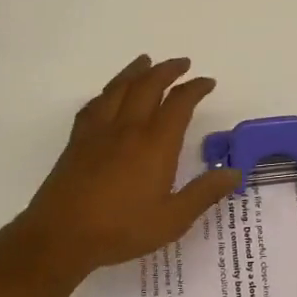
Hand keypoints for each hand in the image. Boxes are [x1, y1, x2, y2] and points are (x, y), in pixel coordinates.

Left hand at [19, 55, 240, 280]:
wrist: (61, 235)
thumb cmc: (121, 229)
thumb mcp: (172, 219)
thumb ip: (204, 193)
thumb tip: (234, 172)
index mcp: (155, 144)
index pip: (179, 104)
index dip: (195, 88)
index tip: (207, 82)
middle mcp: (128, 128)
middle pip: (148, 86)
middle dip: (167, 70)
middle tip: (182, 63)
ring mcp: (99, 131)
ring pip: (118, 88)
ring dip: (136, 71)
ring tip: (146, 60)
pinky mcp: (77, 141)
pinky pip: (94, 104)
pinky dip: (106, 92)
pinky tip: (108, 94)